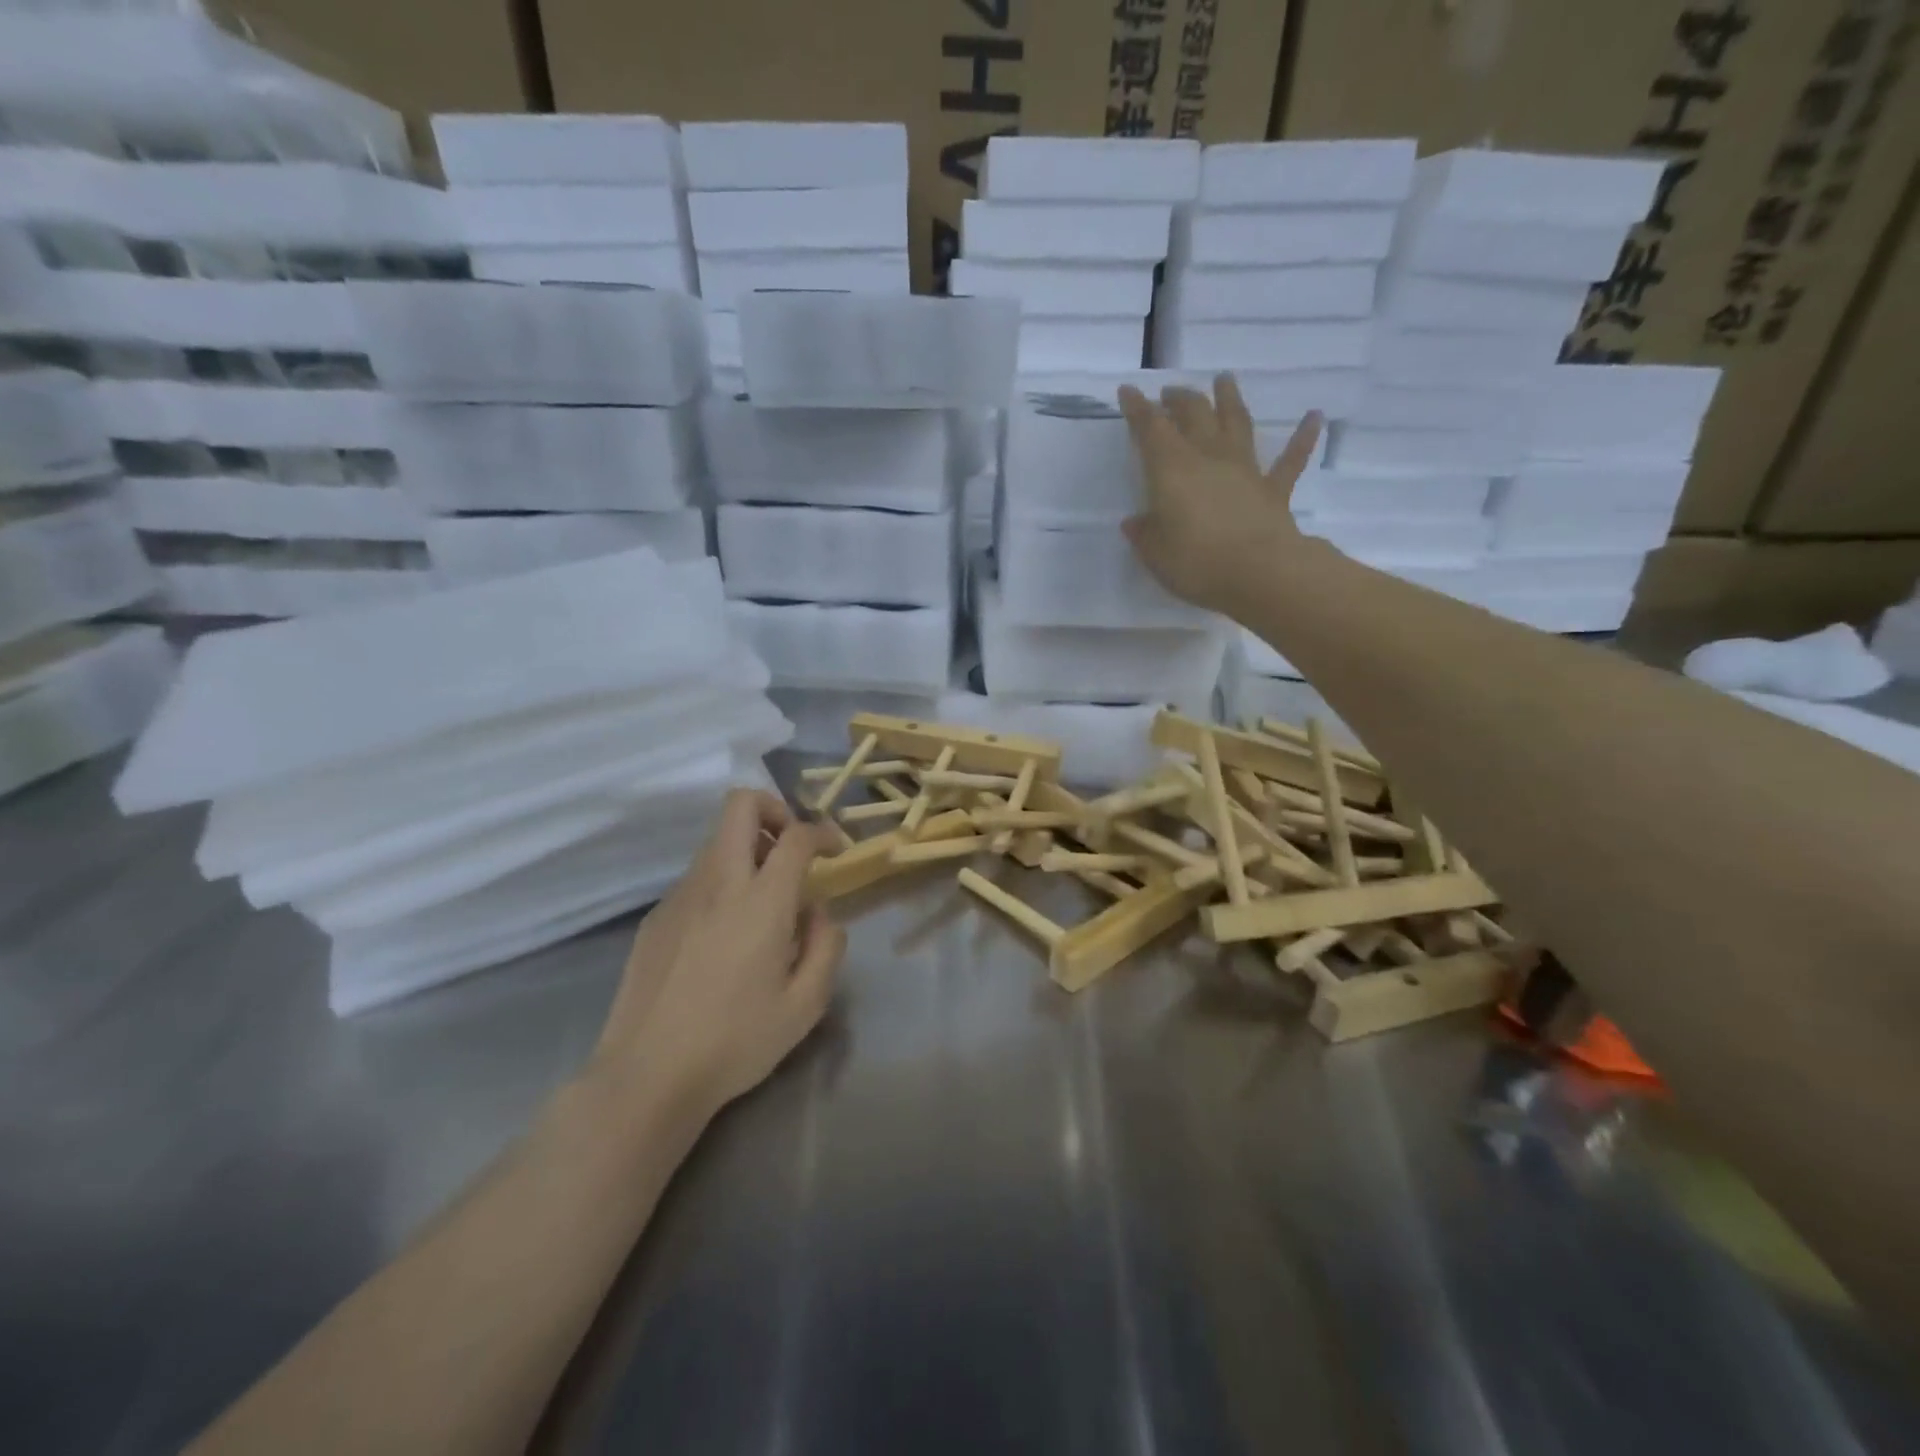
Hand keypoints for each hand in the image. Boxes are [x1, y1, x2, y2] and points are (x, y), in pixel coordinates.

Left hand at [590, 789, 844, 1120]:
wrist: (647, 1076)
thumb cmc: (736, 1042)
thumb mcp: (806, 1004)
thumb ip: (826, 946)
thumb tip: (817, 912)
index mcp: (761, 901)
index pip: (796, 835)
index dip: (823, 832)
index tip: (835, 851)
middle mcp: (718, 883)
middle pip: (740, 805)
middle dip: (774, 811)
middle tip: (791, 850)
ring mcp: (679, 896)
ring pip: (716, 842)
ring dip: (748, 851)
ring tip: (764, 904)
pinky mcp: (655, 917)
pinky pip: (697, 879)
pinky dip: (722, 885)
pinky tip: (724, 938)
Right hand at [1117, 373, 1322, 614]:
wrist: (1260, 574)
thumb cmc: (1197, 563)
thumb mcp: (1155, 553)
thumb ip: (1145, 533)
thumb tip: (1135, 521)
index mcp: (1172, 469)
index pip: (1150, 429)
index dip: (1137, 409)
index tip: (1128, 391)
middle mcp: (1209, 458)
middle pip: (1194, 415)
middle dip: (1179, 399)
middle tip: (1169, 393)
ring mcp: (1245, 470)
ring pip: (1237, 423)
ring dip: (1229, 399)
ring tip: (1224, 379)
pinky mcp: (1273, 490)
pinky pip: (1291, 459)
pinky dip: (1303, 437)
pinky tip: (1315, 416)